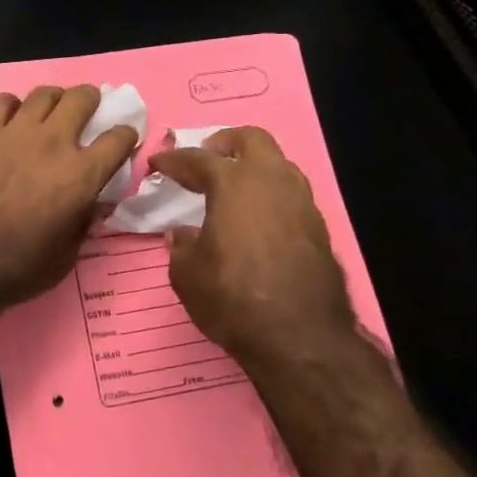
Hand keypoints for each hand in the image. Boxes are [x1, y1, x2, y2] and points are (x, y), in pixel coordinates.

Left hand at [0, 84, 138, 312]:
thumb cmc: (17, 269)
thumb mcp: (66, 255)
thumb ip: (82, 221)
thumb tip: (90, 203)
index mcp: (81, 175)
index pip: (118, 139)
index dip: (125, 136)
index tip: (122, 140)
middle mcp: (53, 143)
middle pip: (82, 98)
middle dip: (91, 100)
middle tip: (87, 109)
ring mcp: (14, 133)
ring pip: (43, 94)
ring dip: (52, 100)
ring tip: (48, 112)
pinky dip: (8, 106)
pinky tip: (6, 120)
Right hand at [150, 127, 358, 364]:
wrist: (300, 337)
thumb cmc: (232, 298)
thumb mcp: (187, 274)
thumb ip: (182, 247)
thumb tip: (183, 234)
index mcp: (234, 184)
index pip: (198, 159)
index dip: (173, 159)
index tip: (157, 162)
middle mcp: (272, 182)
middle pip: (252, 139)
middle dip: (225, 142)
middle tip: (205, 158)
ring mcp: (301, 203)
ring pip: (278, 164)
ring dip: (253, 167)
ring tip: (232, 188)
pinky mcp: (319, 228)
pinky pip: (291, 194)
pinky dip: (270, 194)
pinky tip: (256, 218)